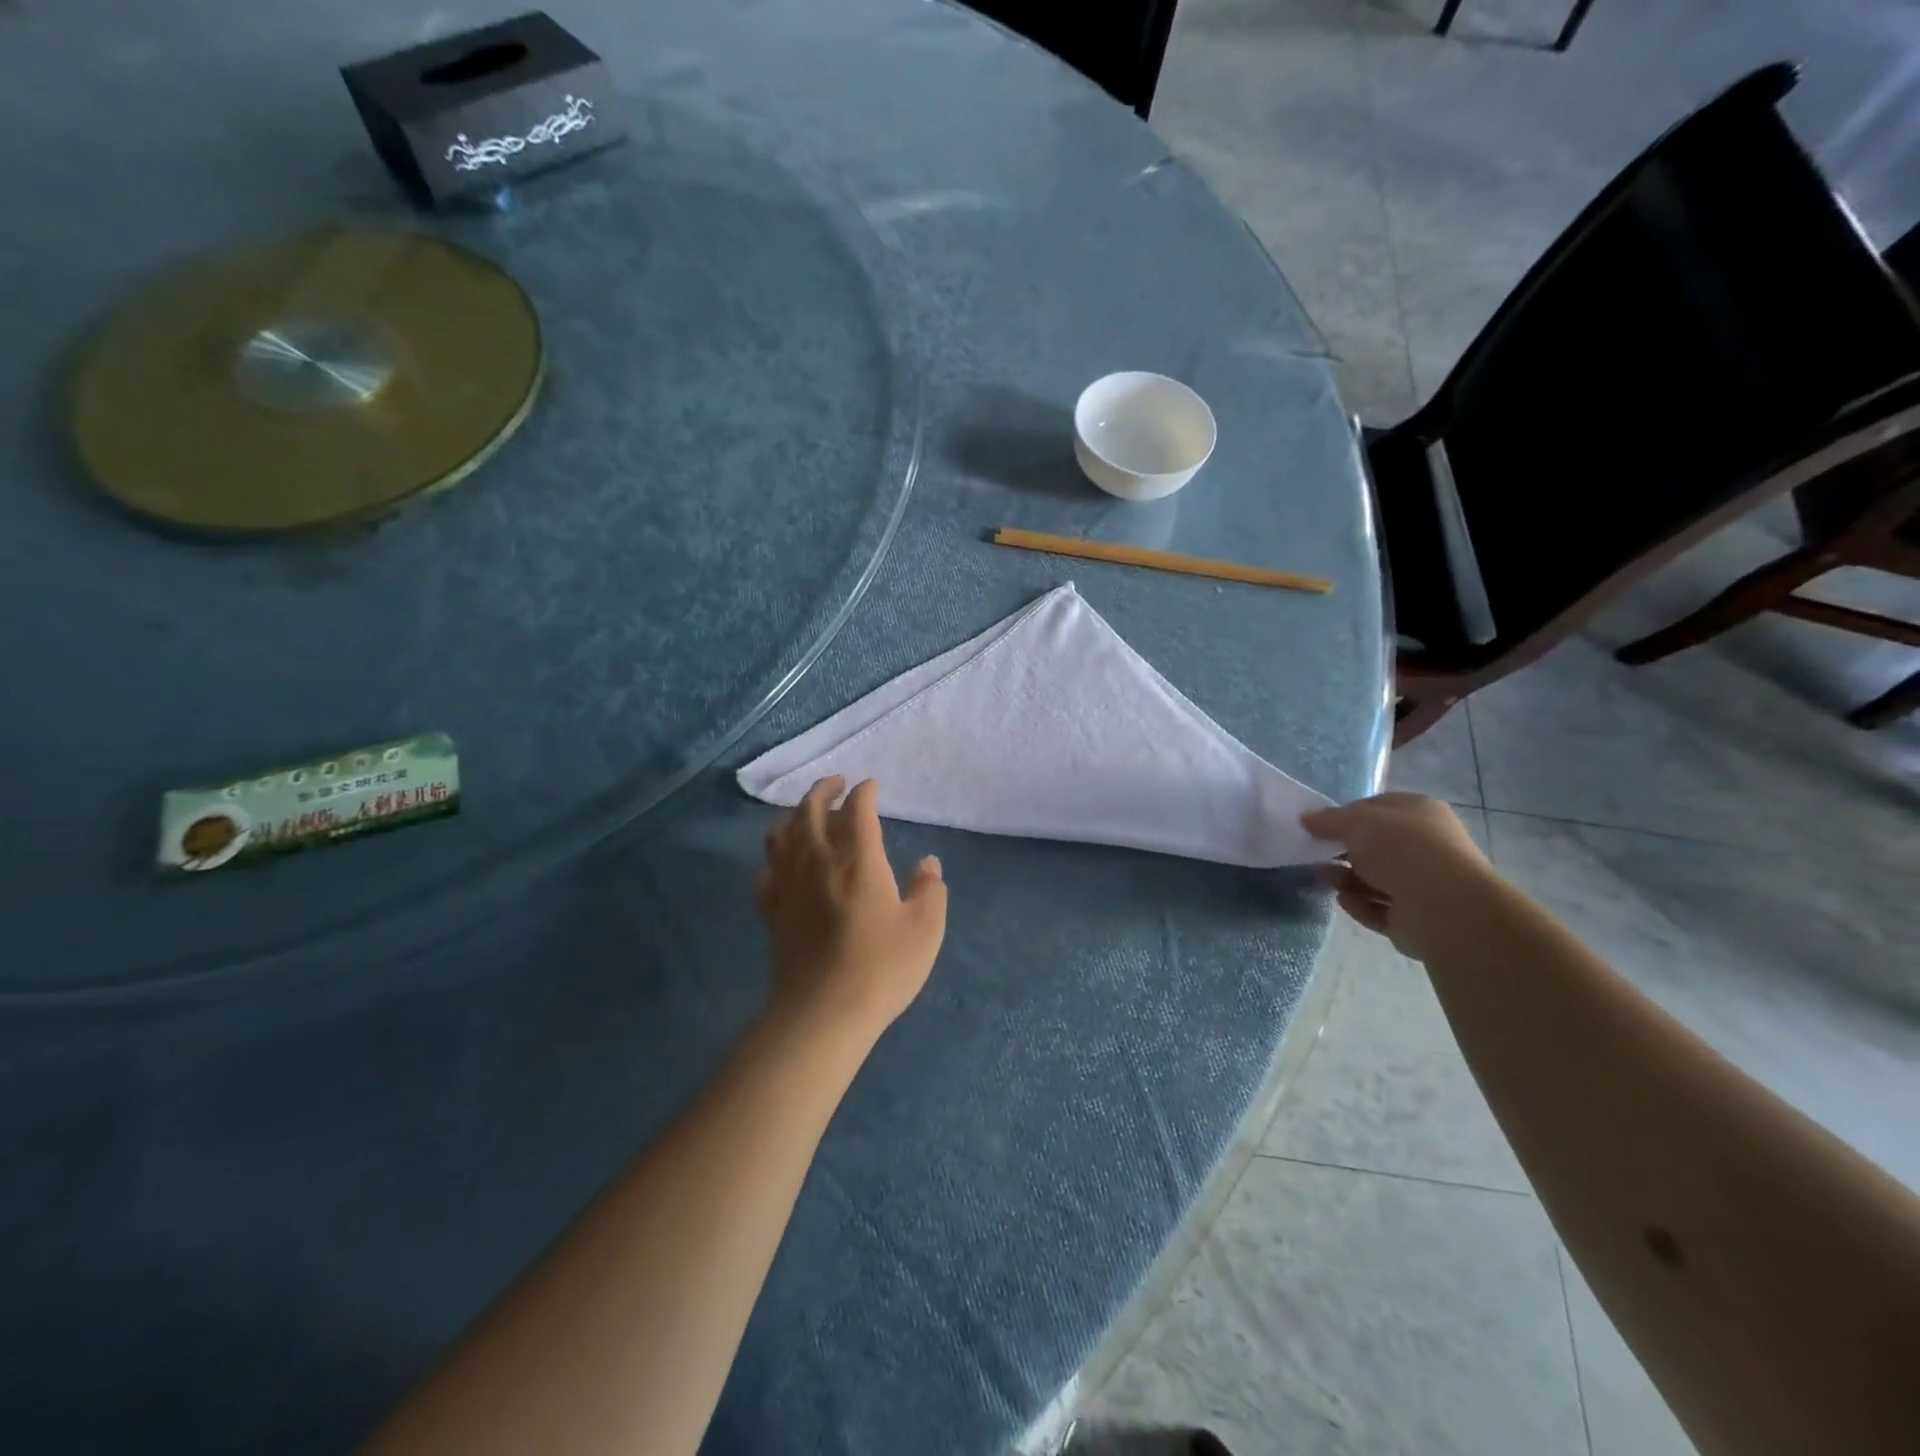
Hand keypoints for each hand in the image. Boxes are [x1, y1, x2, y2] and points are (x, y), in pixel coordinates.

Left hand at [756, 777, 947, 1043]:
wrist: (823, 1013)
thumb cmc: (881, 967)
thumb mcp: (925, 928)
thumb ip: (929, 889)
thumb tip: (927, 863)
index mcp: (857, 858)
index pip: (857, 808)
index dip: (865, 792)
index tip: (872, 787)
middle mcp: (817, 860)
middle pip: (810, 809)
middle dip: (825, 789)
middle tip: (838, 784)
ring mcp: (788, 885)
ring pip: (781, 833)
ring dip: (794, 815)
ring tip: (807, 815)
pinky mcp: (771, 911)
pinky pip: (765, 871)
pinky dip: (774, 857)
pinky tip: (783, 863)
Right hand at [1301, 793, 1495, 960]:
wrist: (1443, 906)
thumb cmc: (1401, 848)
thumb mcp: (1355, 822)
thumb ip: (1328, 820)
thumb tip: (1306, 818)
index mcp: (1419, 813)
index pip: (1377, 809)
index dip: (1346, 816)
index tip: (1320, 827)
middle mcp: (1426, 845)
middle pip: (1375, 847)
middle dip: (1344, 852)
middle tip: (1316, 855)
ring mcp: (1424, 883)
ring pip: (1376, 879)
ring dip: (1347, 879)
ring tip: (1323, 880)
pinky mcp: (1417, 917)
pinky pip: (1380, 908)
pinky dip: (1360, 905)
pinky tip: (1344, 901)